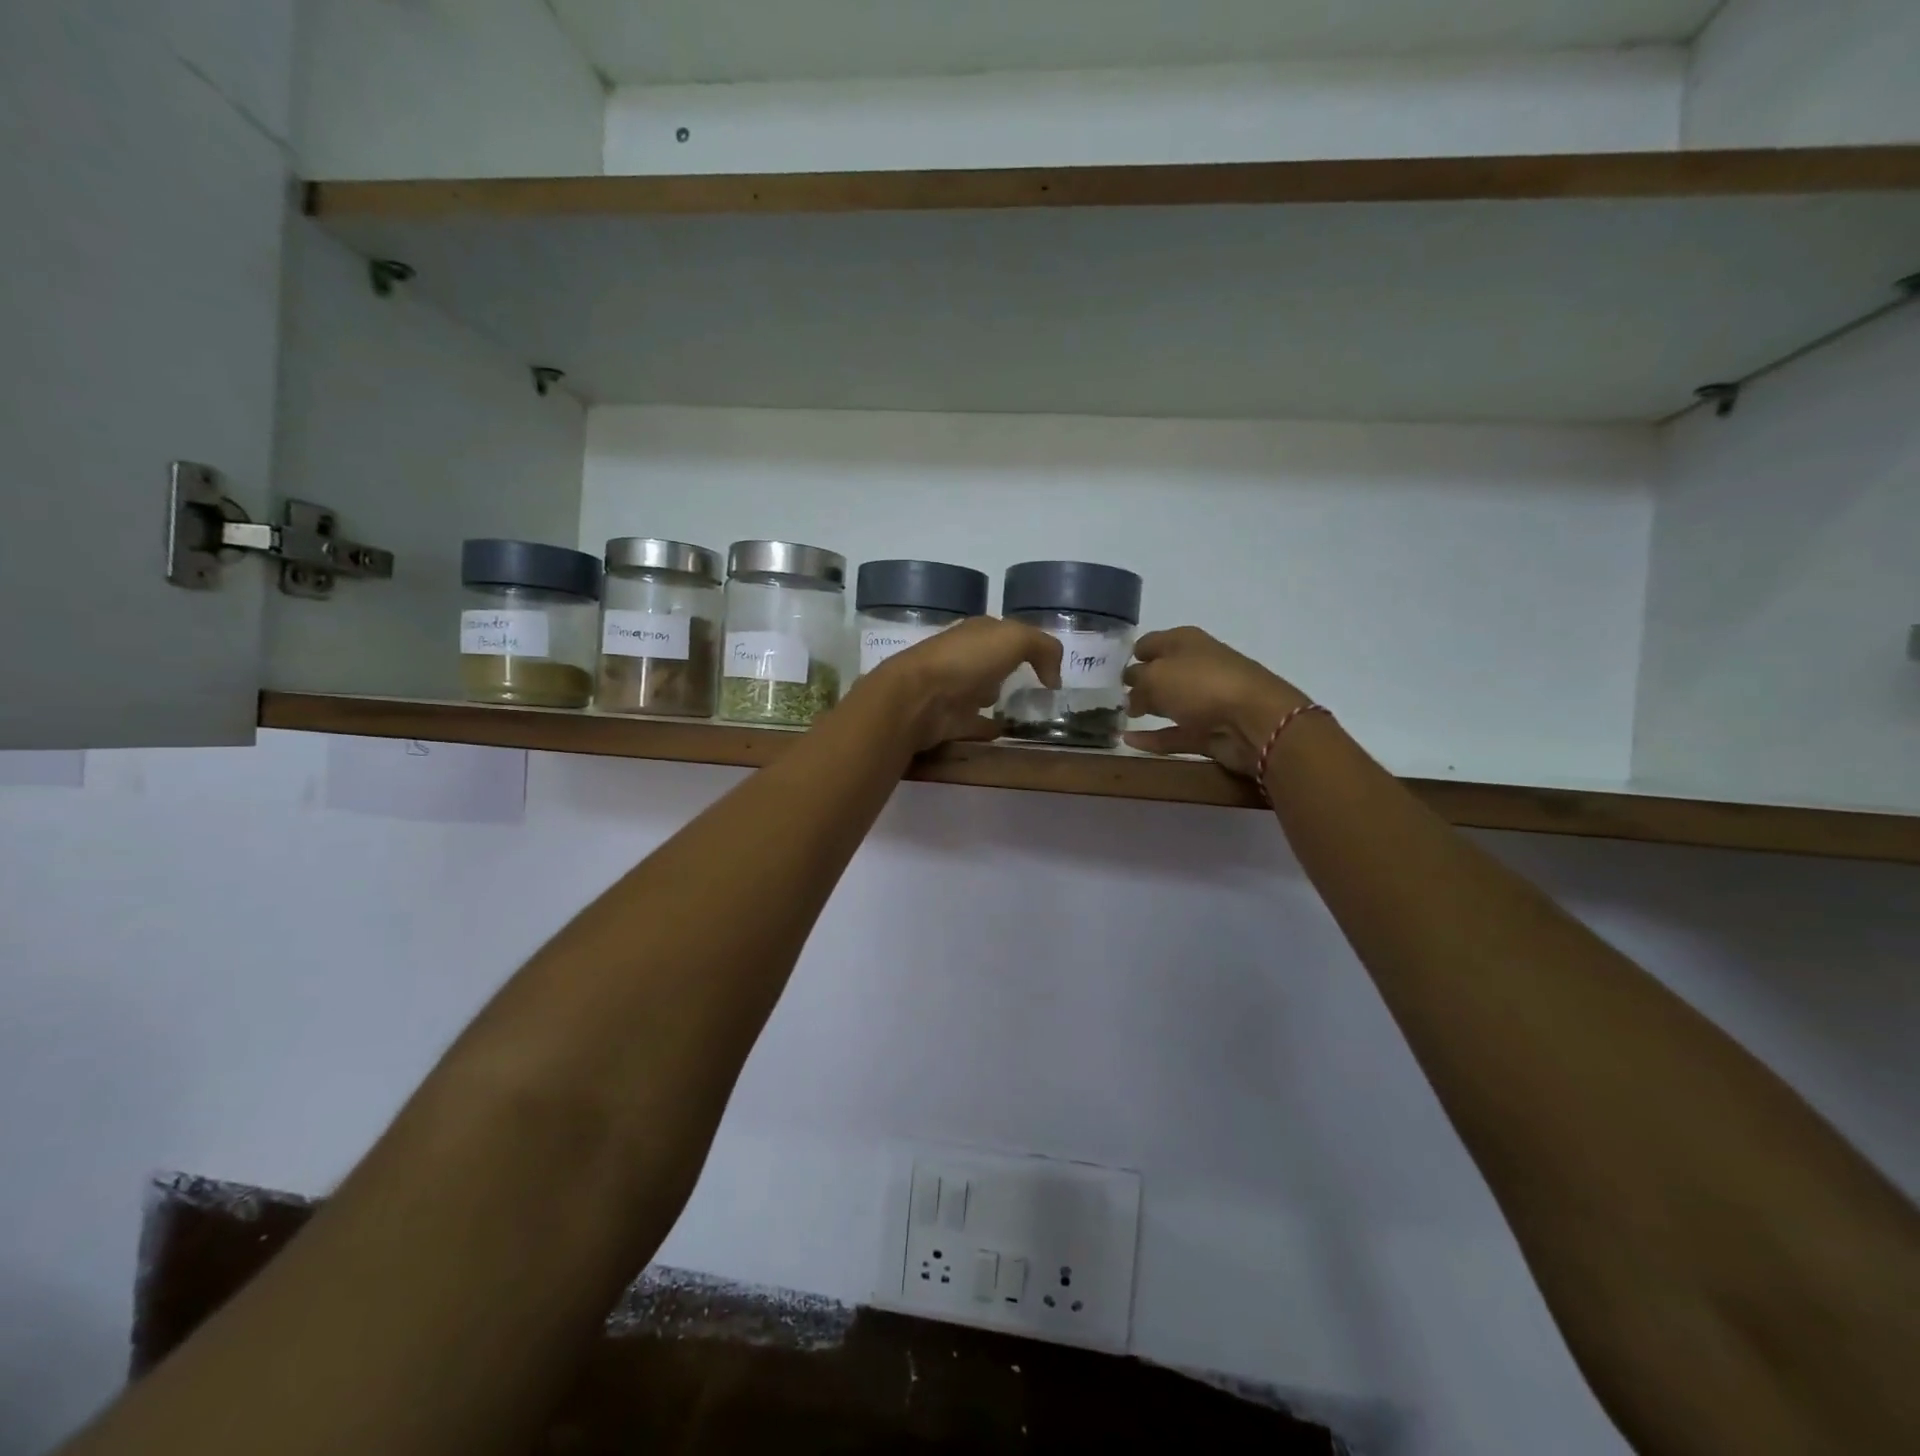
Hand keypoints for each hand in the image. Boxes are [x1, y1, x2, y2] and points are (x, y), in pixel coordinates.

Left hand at [863, 616, 1062, 752]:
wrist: (918, 697)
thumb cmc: (967, 660)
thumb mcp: (1014, 639)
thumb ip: (1043, 648)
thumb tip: (1054, 678)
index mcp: (976, 633)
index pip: (1004, 633)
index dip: (1026, 644)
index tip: (1047, 664)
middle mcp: (963, 658)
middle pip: (991, 662)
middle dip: (1007, 668)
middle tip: (1033, 685)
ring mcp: (953, 689)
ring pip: (980, 692)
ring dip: (994, 697)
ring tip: (1020, 710)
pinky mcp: (948, 720)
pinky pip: (974, 724)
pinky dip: (986, 728)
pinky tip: (1002, 733)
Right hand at [1122, 627, 1310, 776]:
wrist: (1253, 720)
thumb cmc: (1200, 684)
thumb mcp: (1155, 676)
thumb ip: (1136, 683)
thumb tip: (1130, 694)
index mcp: (1185, 642)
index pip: (1151, 643)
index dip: (1132, 654)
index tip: (1109, 669)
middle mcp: (1196, 666)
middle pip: (1161, 672)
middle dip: (1138, 682)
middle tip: (1111, 694)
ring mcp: (1205, 700)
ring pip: (1169, 703)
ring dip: (1147, 708)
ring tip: (1120, 717)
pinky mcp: (1209, 731)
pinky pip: (1174, 733)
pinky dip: (1153, 737)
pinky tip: (1128, 740)